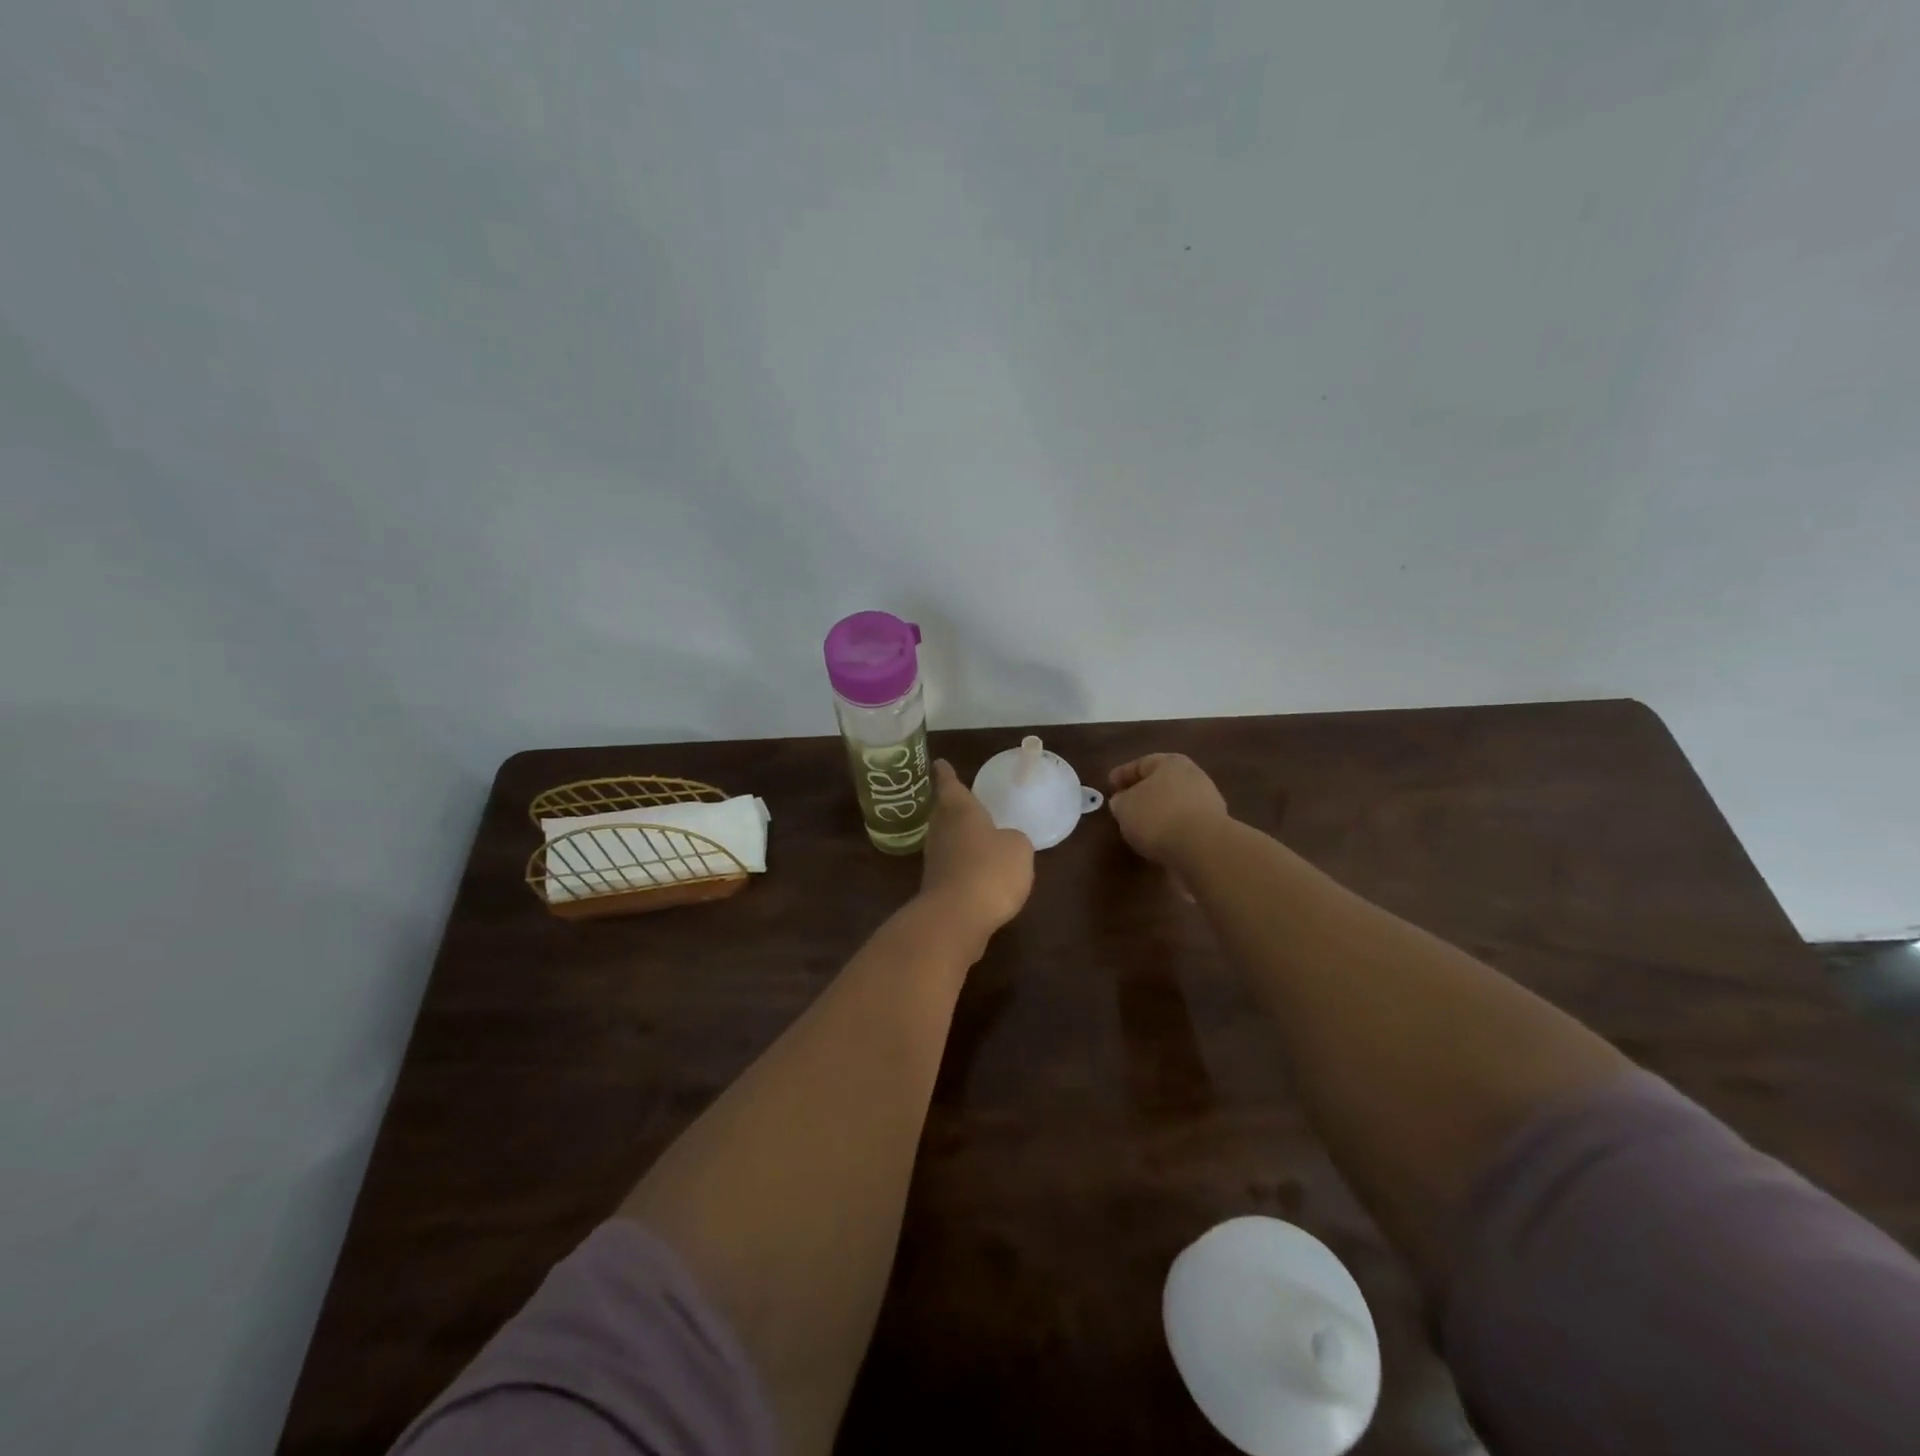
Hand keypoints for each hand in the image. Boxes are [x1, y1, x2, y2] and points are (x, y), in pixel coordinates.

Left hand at [917, 761, 1034, 947]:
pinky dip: (960, 863)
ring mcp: (936, 860)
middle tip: (957, 798)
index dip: (946, 774)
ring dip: (955, 835)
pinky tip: (975, 870)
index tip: (939, 763)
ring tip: (971, 832)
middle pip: (942, 812)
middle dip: (949, 805)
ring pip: (945, 839)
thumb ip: (1013, 840)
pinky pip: (950, 865)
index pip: (950, 785)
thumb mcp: (1018, 848)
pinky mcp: (936, 888)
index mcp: (960, 811)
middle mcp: (942, 831)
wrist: (957, 917)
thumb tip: (1005, 843)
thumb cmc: (990, 869)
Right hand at [1108, 754, 1230, 864]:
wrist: (1202, 848)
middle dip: (1143, 793)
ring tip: (1140, 828)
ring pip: (1174, 804)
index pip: (1141, 764)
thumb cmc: (1157, 816)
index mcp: (1171, 763)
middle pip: (1161, 782)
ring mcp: (1207, 803)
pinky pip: (1184, 825)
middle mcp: (1193, 777)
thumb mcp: (1124, 806)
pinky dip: (1171, 830)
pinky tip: (1158, 841)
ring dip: (1158, 813)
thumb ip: (1120, 801)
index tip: (1109, 786)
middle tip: (1124, 806)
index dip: (1122, 775)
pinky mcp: (1213, 829)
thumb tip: (1123, 801)